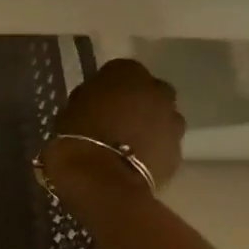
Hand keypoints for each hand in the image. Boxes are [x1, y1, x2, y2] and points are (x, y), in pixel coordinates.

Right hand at [40, 58, 185, 194]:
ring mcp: (173, 121)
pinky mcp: (178, 150)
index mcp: (127, 74)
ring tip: (125, 142)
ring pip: (161, 116)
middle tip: (114, 118)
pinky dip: (152, 147)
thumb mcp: (71, 108)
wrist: (102, 179)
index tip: (96, 99)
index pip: (120, 70)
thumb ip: (90, 98)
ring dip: (148, 124)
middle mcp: (157, 90)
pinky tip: (133, 160)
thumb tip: (96, 102)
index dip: (108, 85)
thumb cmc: (77, 136)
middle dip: (136, 101)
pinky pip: (163, 142)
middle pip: (148, 90)